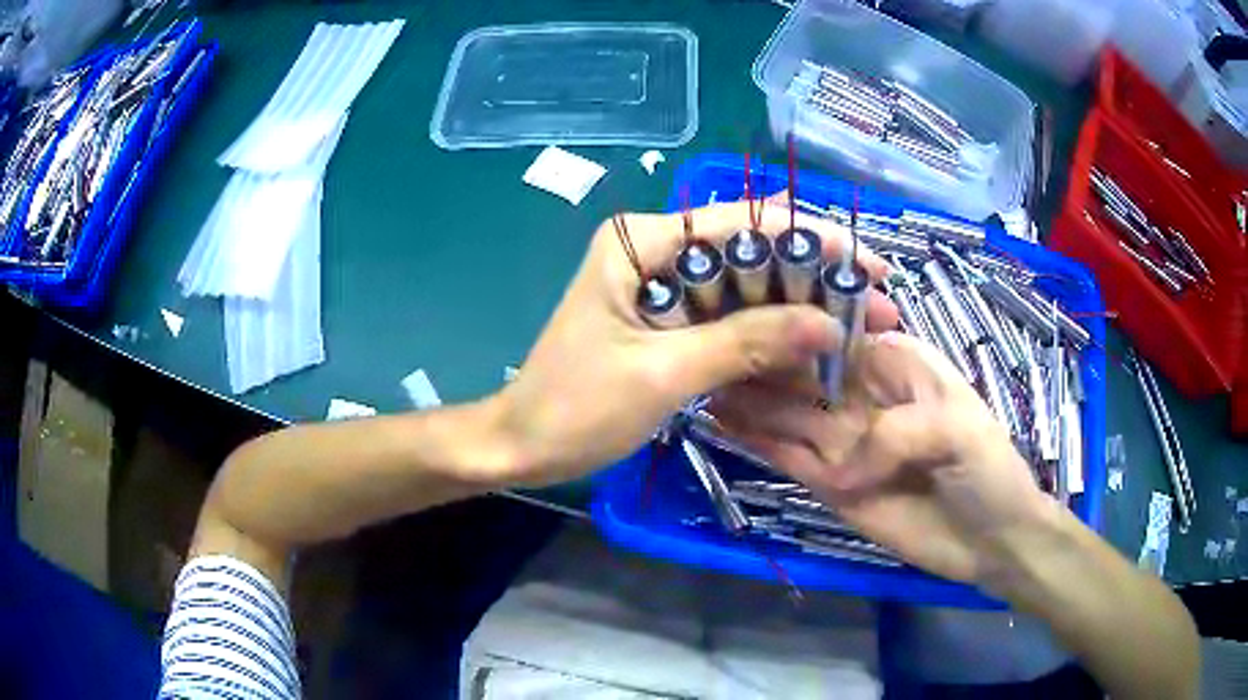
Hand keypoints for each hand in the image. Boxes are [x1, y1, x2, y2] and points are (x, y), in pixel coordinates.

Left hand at [489, 201, 899, 486]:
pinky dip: (768, 335)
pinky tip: (812, 350)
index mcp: (642, 242)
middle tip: (876, 309)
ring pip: (746, 288)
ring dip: (801, 309)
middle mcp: (656, 250)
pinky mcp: (667, 321)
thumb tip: (828, 324)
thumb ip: (746, 342)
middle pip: (752, 254)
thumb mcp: (663, 372)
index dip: (814, 241)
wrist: (523, 445)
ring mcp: (663, 286)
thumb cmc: (576, 406)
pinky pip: (728, 319)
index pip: (744, 225)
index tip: (869, 266)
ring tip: (858, 331)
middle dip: (816, 280)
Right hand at [710, 331, 1050, 586]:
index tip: (746, 313)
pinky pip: (791, 458)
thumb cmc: (987, 470)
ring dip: (750, 399)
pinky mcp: (833, 484)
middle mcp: (865, 394)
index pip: (837, 333)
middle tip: (707, 348)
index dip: (795, 321)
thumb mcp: (958, 431)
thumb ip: (897, 433)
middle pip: (804, 372)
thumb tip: (842, 466)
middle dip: (761, 360)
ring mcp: (846, 442)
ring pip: (789, 414)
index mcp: (899, 363)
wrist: (991, 540)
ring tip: (703, 381)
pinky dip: (758, 443)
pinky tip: (724, 424)